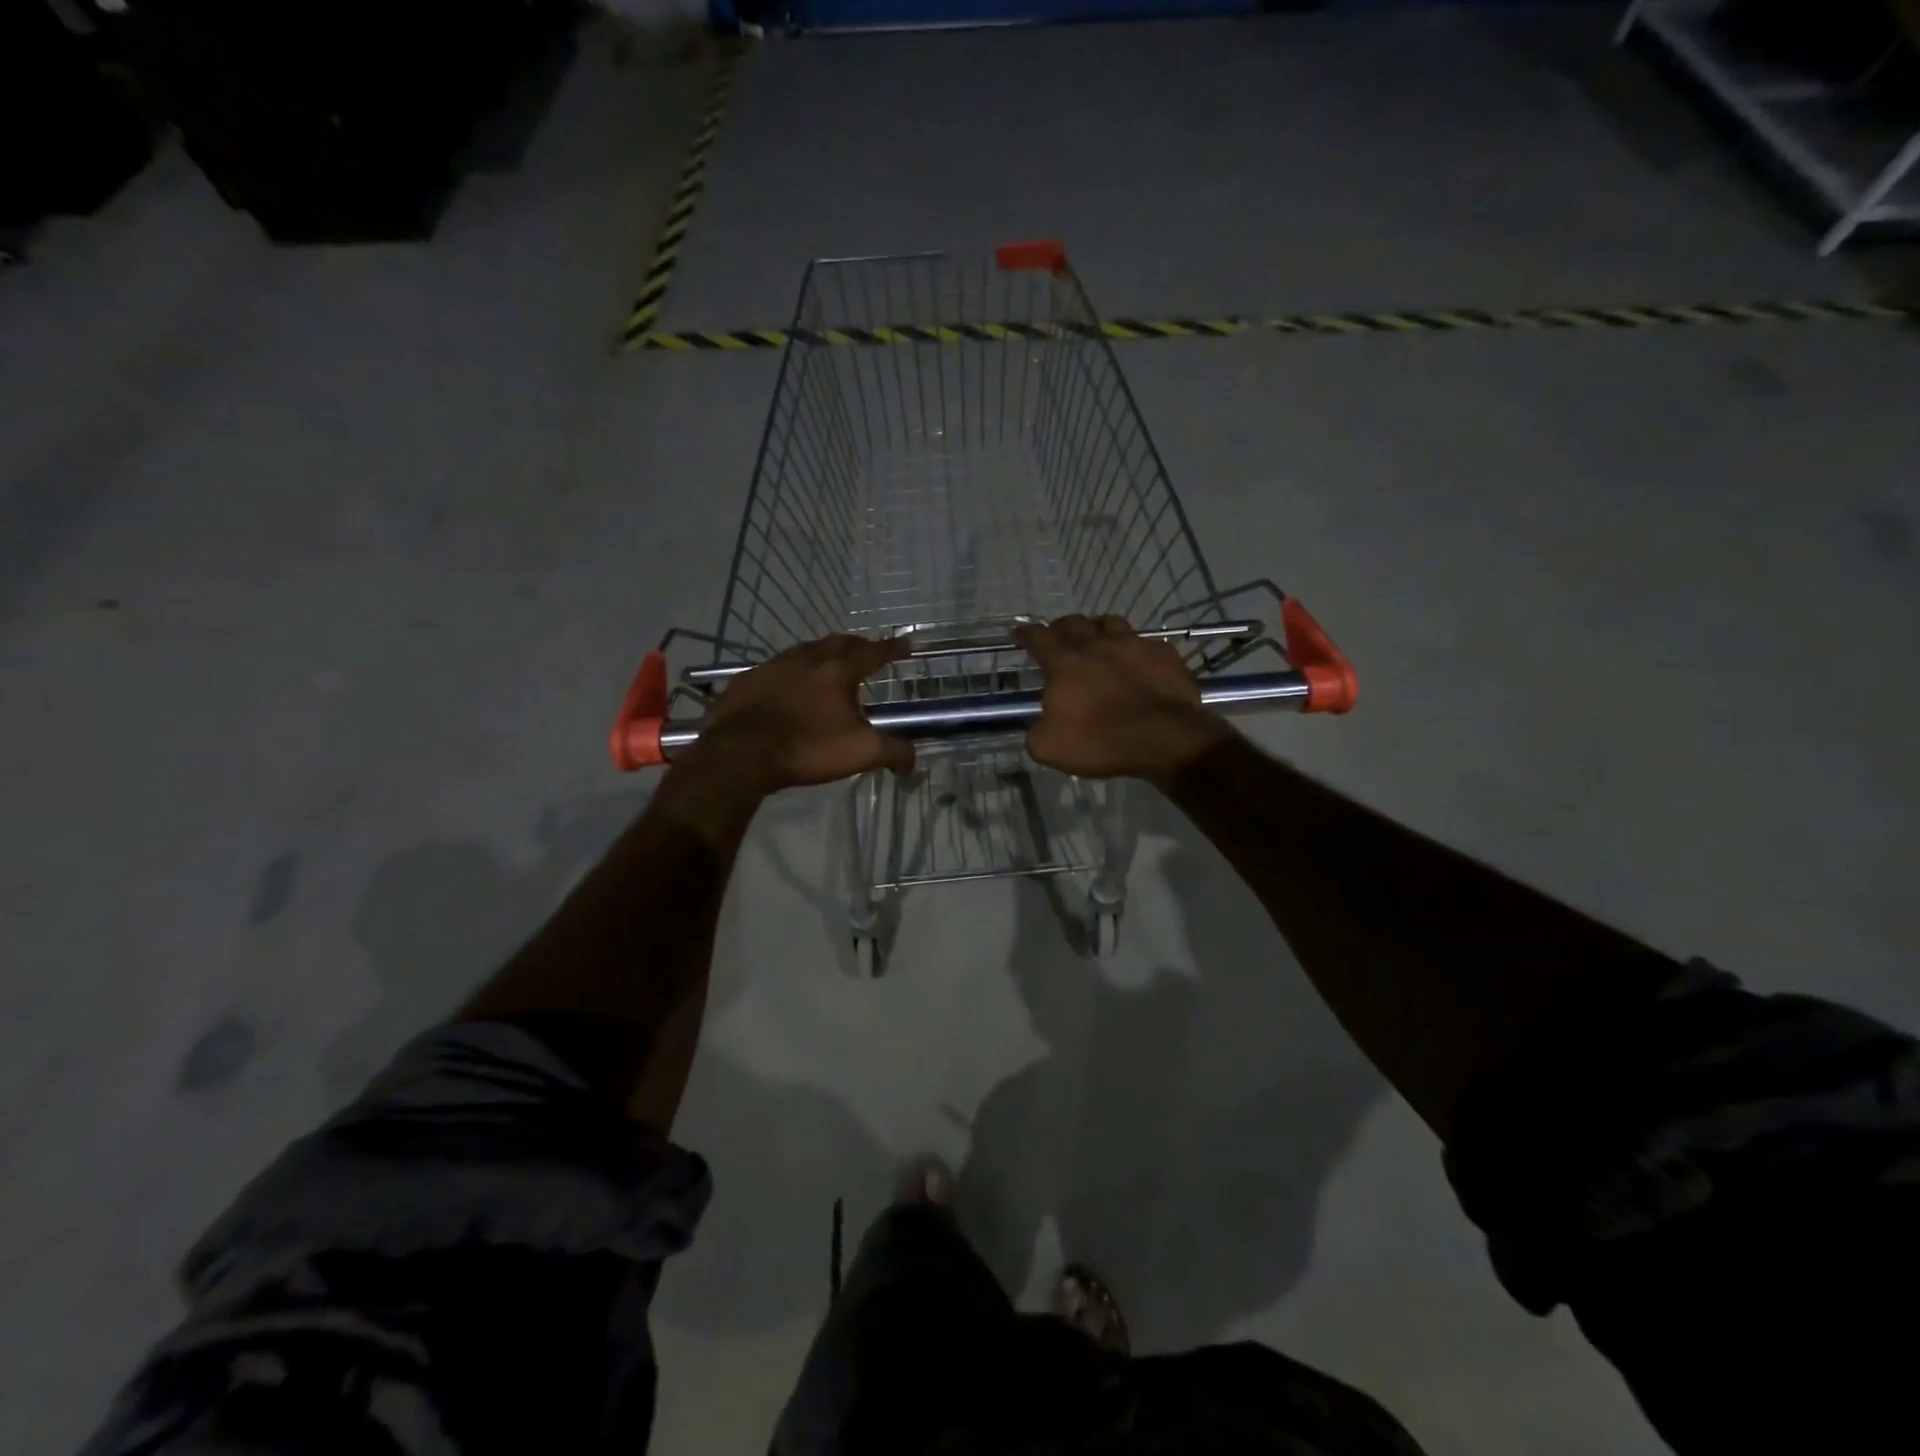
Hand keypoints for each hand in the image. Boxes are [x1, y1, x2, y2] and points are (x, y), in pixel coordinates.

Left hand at [685, 635, 914, 791]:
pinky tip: (789, 684)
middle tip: (868, 652)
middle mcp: (808, 658)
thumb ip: (893, 753)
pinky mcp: (749, 679)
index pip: (874, 652)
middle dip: (858, 645)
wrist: (741, 754)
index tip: (907, 643)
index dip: (893, 647)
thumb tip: (911, 763)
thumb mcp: (860, 753)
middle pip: (840, 643)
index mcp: (839, 670)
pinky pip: (777, 667)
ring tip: (830, 664)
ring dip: (824, 654)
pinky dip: (792, 670)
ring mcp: (775, 665)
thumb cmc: (808, 748)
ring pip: (807, 650)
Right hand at [1014, 616, 1235, 783]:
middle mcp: (1097, 646)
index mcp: (1065, 664)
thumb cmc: (1101, 742)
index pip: (1038, 638)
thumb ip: (1036, 730)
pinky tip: (1138, 661)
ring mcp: (1134, 645)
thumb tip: (1040, 723)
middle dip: (1061, 627)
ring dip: (1098, 629)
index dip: (1025, 634)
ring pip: (1110, 623)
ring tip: (1098, 640)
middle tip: (1058, 637)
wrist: (1164, 739)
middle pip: (1073, 623)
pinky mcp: (1164, 654)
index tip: (1018, 633)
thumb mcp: (1049, 747)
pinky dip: (1137, 649)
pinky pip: (1146, 643)